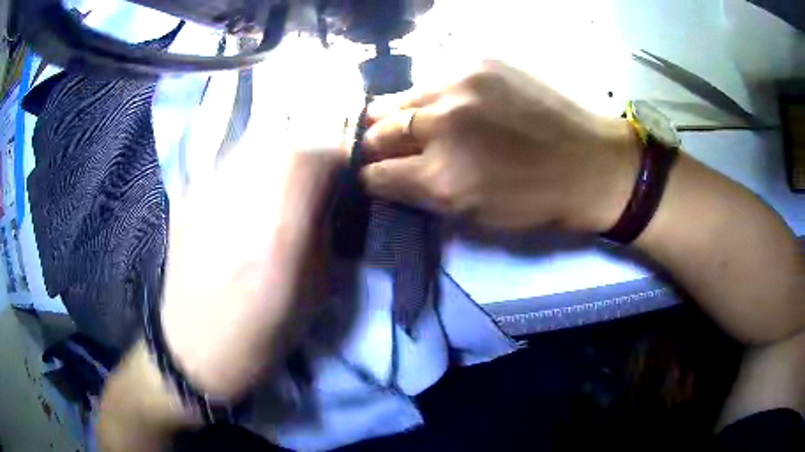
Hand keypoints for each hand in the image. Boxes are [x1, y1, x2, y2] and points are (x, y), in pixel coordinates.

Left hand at [159, 140, 340, 399]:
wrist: (196, 348)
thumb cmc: (263, 331)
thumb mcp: (315, 288)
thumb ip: (324, 230)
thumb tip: (327, 195)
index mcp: (279, 225)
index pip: (316, 157)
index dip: (336, 159)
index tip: (342, 175)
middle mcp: (239, 194)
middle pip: (283, 142)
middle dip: (306, 156)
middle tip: (310, 181)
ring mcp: (205, 190)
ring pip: (251, 147)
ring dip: (273, 160)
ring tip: (276, 188)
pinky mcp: (186, 196)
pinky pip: (225, 166)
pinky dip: (244, 172)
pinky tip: (242, 199)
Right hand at [362, 60, 640, 231]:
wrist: (590, 162)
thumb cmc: (537, 201)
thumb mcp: (475, 217)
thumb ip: (426, 195)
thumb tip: (394, 176)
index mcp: (441, 178)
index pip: (376, 174)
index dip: (371, 177)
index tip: (375, 176)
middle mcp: (441, 125)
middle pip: (380, 130)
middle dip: (376, 144)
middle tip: (384, 148)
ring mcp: (459, 86)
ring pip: (400, 98)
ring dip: (396, 115)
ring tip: (405, 122)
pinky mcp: (479, 63)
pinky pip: (433, 80)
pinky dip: (429, 96)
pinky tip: (443, 105)